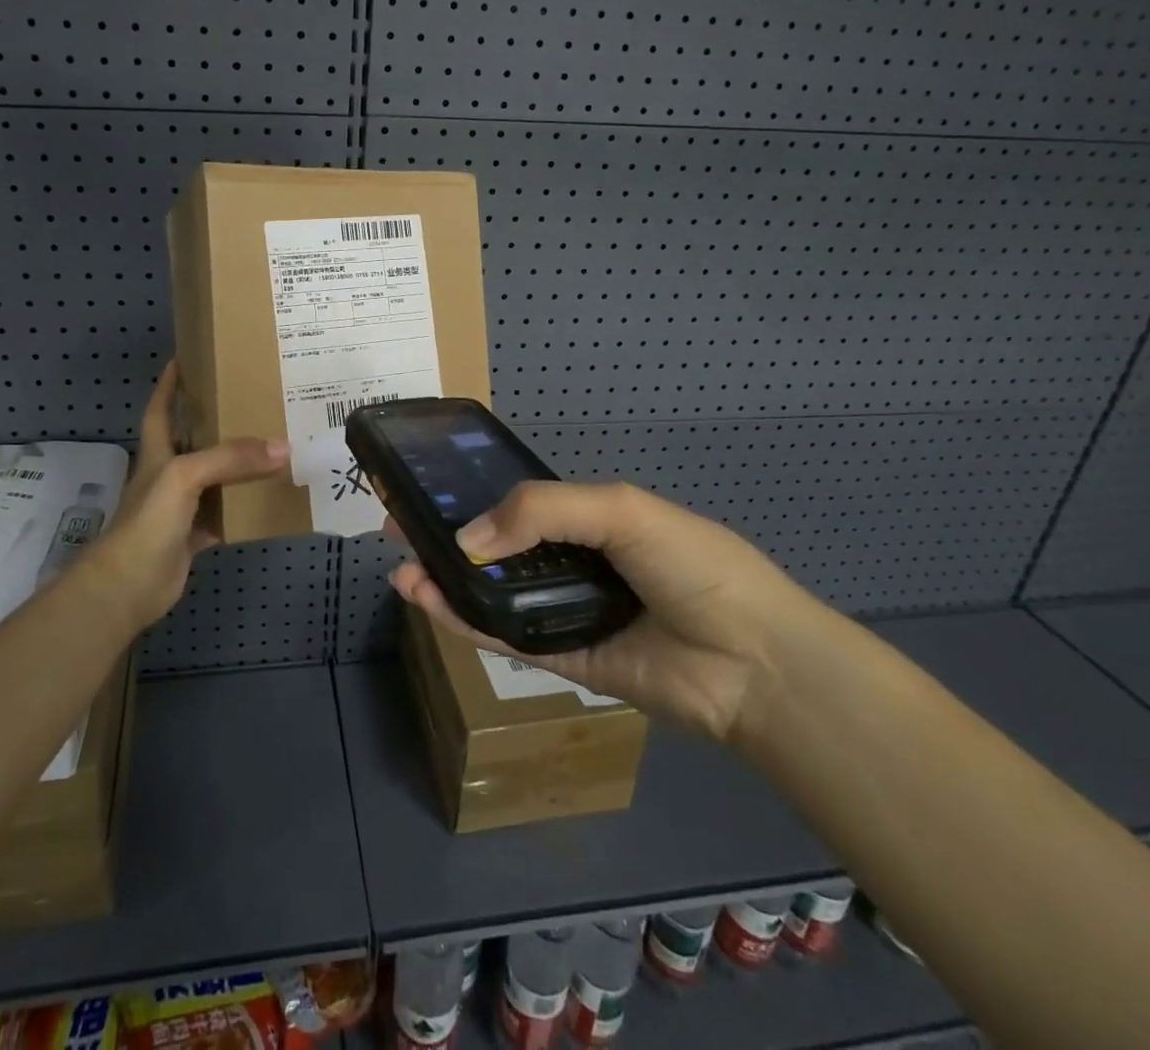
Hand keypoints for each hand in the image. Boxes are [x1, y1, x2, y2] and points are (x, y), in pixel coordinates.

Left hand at [78, 361, 287, 632]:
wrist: (128, 585)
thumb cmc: (148, 520)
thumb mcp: (185, 476)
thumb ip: (230, 459)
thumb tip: (282, 448)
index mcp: (157, 452)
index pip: (162, 408)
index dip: (171, 383)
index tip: (188, 357)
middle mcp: (169, 474)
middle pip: (194, 440)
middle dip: (217, 420)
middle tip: (253, 400)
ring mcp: (181, 506)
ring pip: (215, 477)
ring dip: (238, 465)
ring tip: (272, 443)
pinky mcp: (194, 534)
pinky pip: (226, 514)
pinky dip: (245, 507)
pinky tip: (269, 497)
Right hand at [390, 481, 816, 740]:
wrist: (753, 662)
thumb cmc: (693, 566)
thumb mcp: (620, 511)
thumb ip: (542, 511)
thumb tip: (468, 537)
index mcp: (590, 519)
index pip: (518, 502)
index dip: (472, 494)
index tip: (426, 487)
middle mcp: (572, 562)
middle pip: (496, 547)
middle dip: (447, 535)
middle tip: (396, 524)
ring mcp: (564, 611)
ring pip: (492, 592)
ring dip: (445, 579)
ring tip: (401, 565)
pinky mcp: (561, 659)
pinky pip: (504, 636)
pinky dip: (464, 620)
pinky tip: (427, 599)